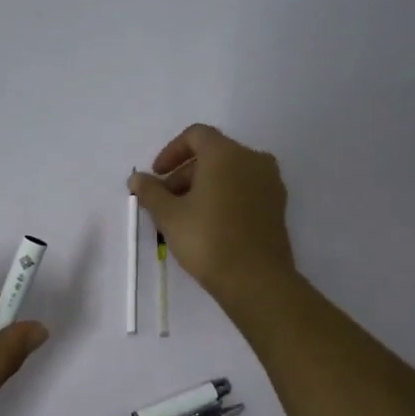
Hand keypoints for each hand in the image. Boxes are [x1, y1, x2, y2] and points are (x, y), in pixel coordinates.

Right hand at [130, 124, 295, 310]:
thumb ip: (151, 192)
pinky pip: (245, 189)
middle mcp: (253, 160)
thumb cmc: (208, 240)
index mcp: (226, 154)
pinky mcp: (277, 206)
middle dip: (184, 174)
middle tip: (165, 202)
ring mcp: (270, 183)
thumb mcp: (169, 216)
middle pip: (213, 154)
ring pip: (230, 173)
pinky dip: (225, 196)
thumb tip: (137, 178)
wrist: (257, 280)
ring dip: (204, 186)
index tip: (157, 175)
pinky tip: (209, 224)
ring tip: (185, 216)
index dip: (171, 151)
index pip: (196, 136)